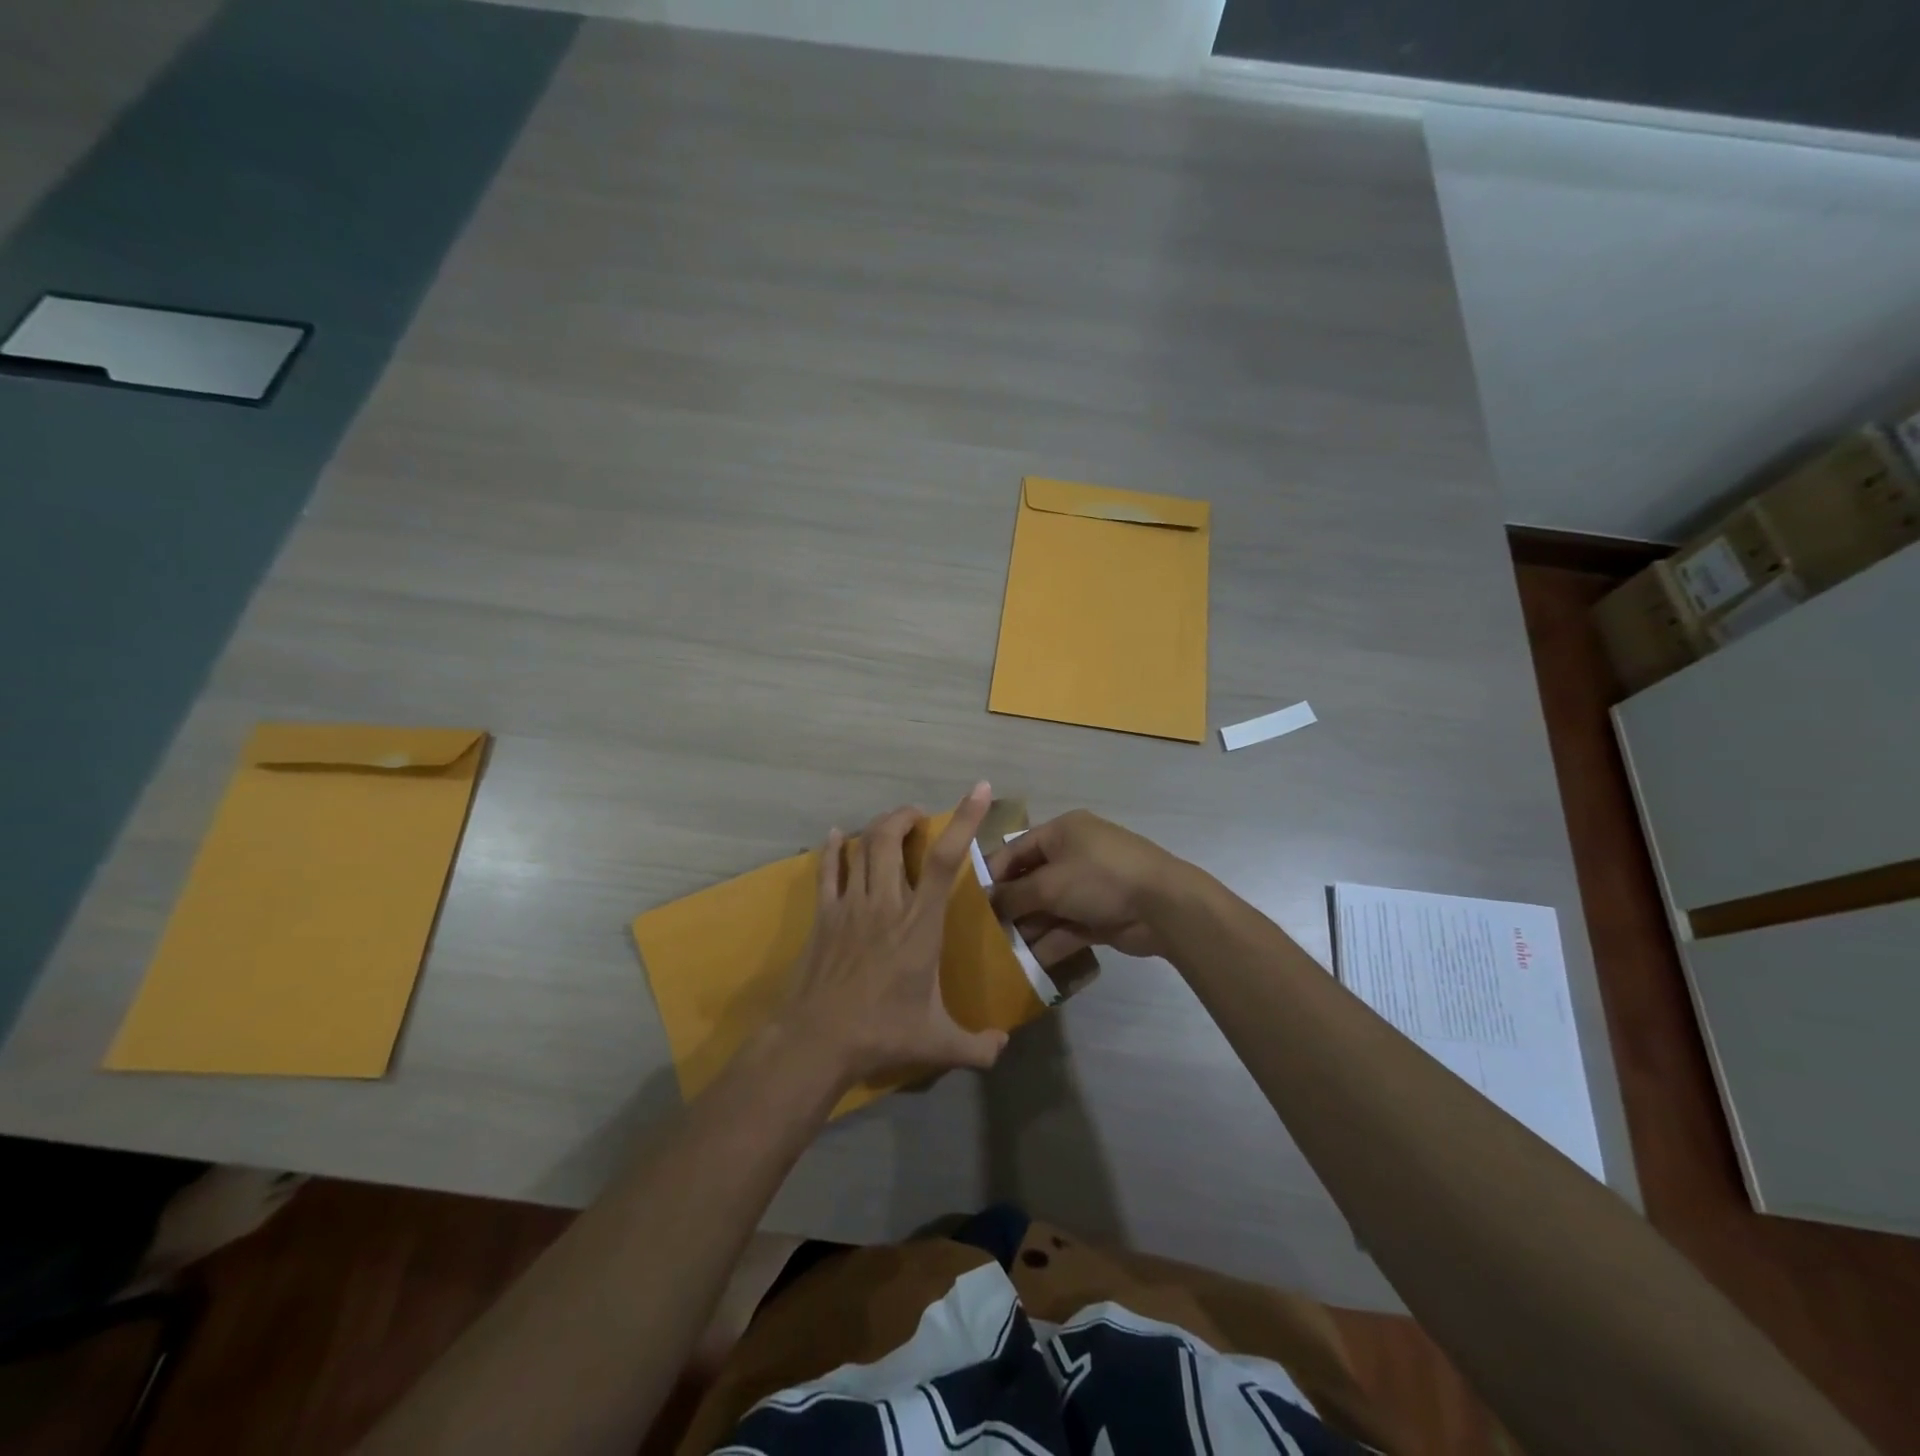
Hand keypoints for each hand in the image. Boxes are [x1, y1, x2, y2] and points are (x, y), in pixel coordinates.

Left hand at [780, 783, 1008, 1087]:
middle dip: (906, 817)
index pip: (946, 860)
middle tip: (918, 819)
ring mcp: (850, 904)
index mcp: (920, 923)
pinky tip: (835, 836)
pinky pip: (827, 869)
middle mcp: (886, 902)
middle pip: (892, 837)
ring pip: (862, 845)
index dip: (964, 820)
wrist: (817, 1041)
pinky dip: (833, 848)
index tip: (979, 789)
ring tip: (890, 826)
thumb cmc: (882, 1034)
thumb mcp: (938, 1044)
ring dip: (878, 827)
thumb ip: (977, 1046)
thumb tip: (1002, 1048)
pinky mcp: (823, 914)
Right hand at [987, 810, 1184, 962]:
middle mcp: (1074, 854)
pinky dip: (1050, 942)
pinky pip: (1067, 927)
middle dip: (1010, 906)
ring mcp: (1089, 886)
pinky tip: (1028, 963)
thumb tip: (988, 902)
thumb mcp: (1049, 883)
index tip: (971, 900)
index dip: (993, 873)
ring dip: (1028, 928)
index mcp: (1062, 832)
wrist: (1164, 906)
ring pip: (1049, 908)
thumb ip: (1014, 895)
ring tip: (1001, 952)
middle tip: (983, 931)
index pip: (1017, 849)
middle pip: (1032, 881)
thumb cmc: (1099, 878)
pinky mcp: (1100, 915)